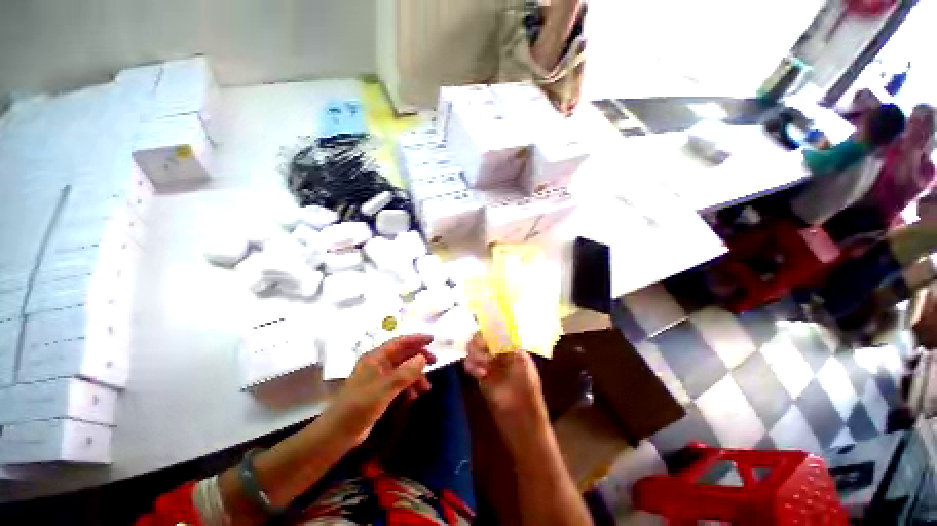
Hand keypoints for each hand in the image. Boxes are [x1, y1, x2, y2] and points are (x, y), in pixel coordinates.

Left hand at [326, 334, 435, 445]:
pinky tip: (413, 396)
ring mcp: (378, 377)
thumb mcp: (385, 388)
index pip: (400, 342)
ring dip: (416, 375)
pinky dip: (408, 386)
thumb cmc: (360, 406)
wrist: (338, 432)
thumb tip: (423, 358)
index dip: (416, 339)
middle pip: (403, 354)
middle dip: (419, 357)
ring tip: (426, 388)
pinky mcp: (379, 390)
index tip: (432, 339)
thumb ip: (405, 372)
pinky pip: (399, 382)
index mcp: (376, 357)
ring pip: (403, 369)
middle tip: (435, 361)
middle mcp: (378, 363)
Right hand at [463, 333, 549, 444]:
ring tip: (481, 364)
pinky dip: (471, 365)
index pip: (499, 330)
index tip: (483, 328)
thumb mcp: (522, 365)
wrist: (522, 423)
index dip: (490, 327)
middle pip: (484, 337)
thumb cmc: (528, 394)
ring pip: (475, 349)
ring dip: (474, 352)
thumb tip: (499, 329)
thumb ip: (509, 346)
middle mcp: (501, 353)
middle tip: (478, 348)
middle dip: (479, 340)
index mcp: (514, 348)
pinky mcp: (482, 377)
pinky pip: (471, 365)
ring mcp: (491, 364)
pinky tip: (479, 374)